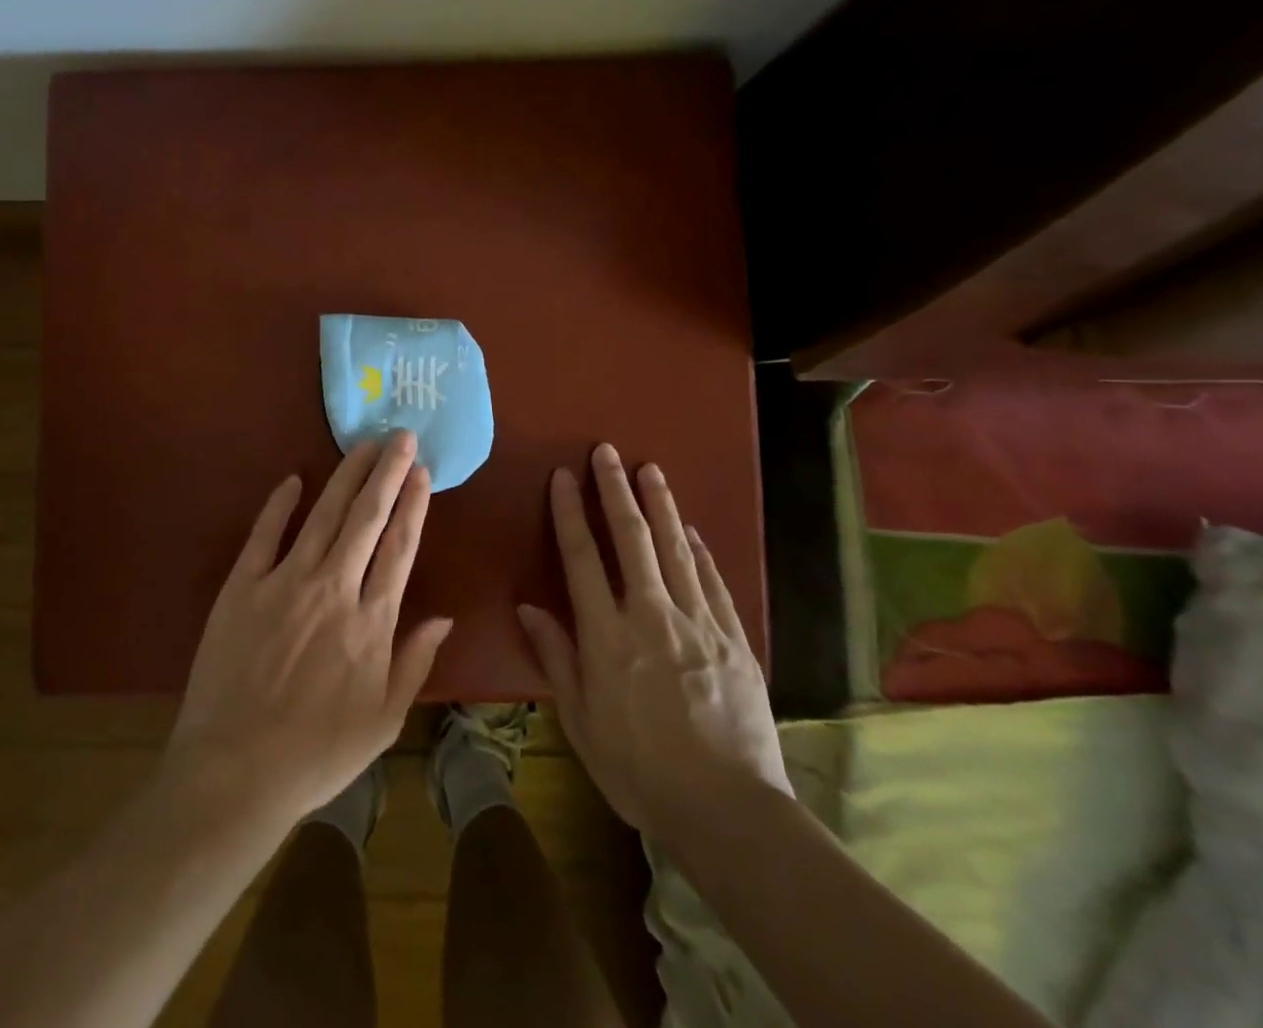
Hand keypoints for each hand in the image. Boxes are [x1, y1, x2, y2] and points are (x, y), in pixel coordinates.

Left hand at [164, 432, 453, 828]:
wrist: (235, 773)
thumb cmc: (316, 754)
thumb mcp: (383, 721)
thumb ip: (414, 662)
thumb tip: (444, 616)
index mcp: (371, 621)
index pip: (400, 547)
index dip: (414, 505)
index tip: (423, 472)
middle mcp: (334, 589)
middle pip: (367, 518)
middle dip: (387, 472)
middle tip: (400, 435)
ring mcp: (285, 582)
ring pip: (323, 515)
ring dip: (346, 476)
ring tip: (364, 445)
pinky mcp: (242, 587)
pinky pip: (264, 534)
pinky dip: (278, 504)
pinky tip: (293, 479)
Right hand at [517, 443, 790, 839]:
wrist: (728, 810)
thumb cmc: (640, 770)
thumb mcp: (581, 721)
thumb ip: (556, 657)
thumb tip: (528, 607)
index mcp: (607, 636)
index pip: (583, 558)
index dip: (570, 512)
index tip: (563, 476)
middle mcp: (651, 616)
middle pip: (632, 539)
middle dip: (615, 490)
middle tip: (608, 451)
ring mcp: (698, 623)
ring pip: (675, 549)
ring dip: (660, 505)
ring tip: (650, 469)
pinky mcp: (734, 639)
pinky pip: (712, 582)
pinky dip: (698, 550)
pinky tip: (690, 530)